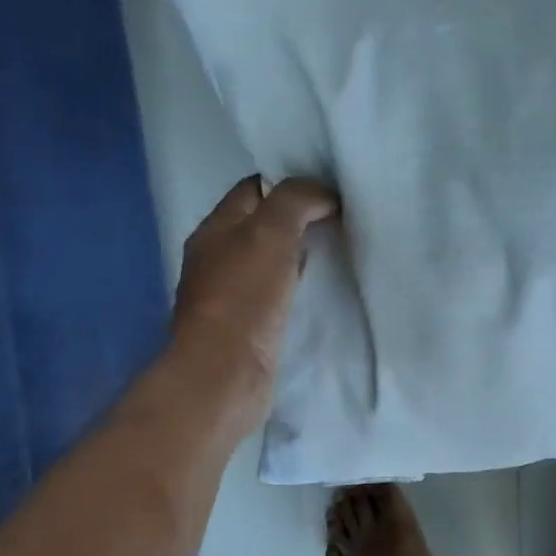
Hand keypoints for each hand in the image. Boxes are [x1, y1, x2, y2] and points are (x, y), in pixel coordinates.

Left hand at [171, 175, 339, 425]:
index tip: (329, 189)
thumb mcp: (271, 232)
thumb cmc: (244, 297)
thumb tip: (324, 195)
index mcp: (215, 228)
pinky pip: (275, 293)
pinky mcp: (246, 326)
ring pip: (270, 260)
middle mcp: (217, 257)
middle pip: (261, 224)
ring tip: (337, 250)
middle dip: (298, 218)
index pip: (254, 188)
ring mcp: (229, 294)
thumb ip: (296, 200)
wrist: (225, 373)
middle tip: (340, 218)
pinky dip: (296, 286)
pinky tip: (320, 290)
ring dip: (299, 254)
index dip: (290, 182)